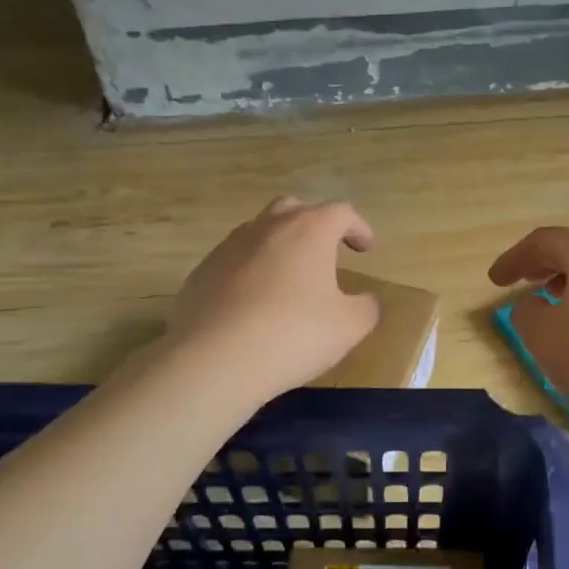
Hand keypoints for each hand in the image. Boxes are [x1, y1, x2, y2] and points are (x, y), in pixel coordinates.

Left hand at [166, 197, 382, 400]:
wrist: (213, 360)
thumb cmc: (292, 335)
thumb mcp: (348, 328)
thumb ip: (366, 308)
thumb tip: (366, 300)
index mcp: (309, 231)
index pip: (341, 212)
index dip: (358, 227)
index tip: (365, 248)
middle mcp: (268, 228)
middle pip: (294, 208)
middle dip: (313, 223)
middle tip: (324, 251)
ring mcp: (229, 247)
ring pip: (259, 231)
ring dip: (278, 245)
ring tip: (288, 277)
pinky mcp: (202, 272)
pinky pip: (233, 260)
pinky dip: (249, 270)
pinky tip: (253, 303)